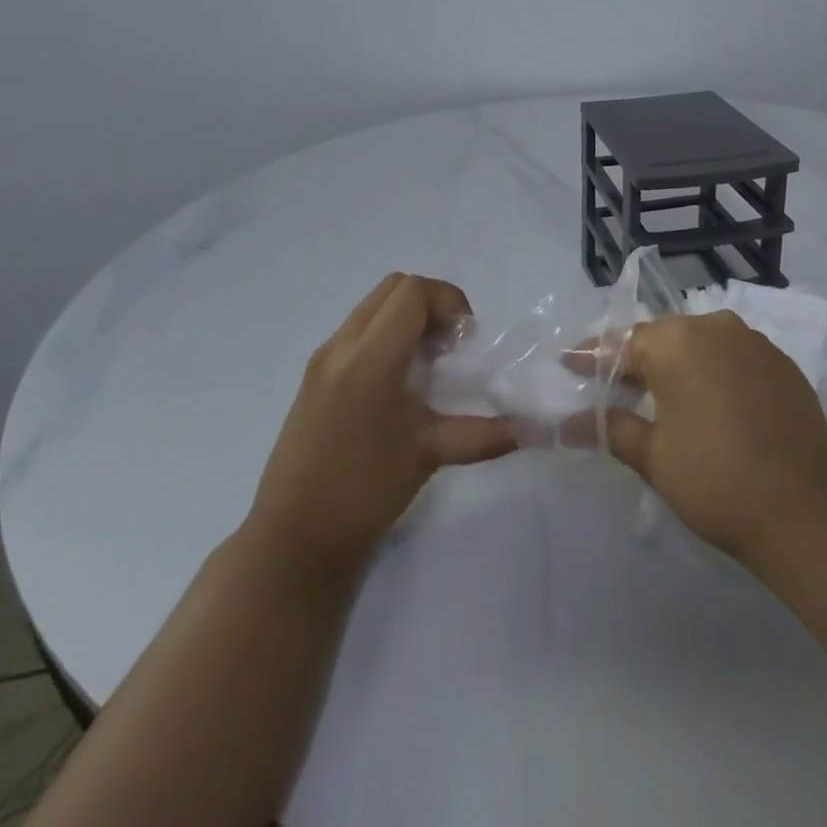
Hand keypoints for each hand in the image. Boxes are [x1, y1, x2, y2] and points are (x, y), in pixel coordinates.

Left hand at [245, 274, 517, 577]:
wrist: (293, 538)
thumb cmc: (365, 492)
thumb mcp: (431, 454)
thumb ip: (485, 433)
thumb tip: (532, 428)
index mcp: (370, 359)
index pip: (413, 292)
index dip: (449, 302)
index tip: (464, 341)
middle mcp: (342, 346)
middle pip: (393, 287)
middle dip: (431, 304)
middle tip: (450, 346)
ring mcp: (323, 359)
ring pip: (373, 306)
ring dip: (408, 318)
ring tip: (427, 364)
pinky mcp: (314, 376)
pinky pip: (357, 330)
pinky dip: (386, 335)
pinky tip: (399, 383)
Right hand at [591, 310, 826, 569]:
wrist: (806, 509)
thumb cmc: (716, 481)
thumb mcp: (654, 456)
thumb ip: (611, 428)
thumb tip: (568, 422)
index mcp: (678, 341)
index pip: (622, 343)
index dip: (593, 357)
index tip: (570, 365)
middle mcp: (716, 326)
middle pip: (663, 337)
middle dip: (636, 360)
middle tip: (613, 387)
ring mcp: (754, 341)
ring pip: (700, 343)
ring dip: (677, 363)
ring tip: (659, 395)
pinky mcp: (781, 362)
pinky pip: (733, 355)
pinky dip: (713, 370)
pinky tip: (709, 400)